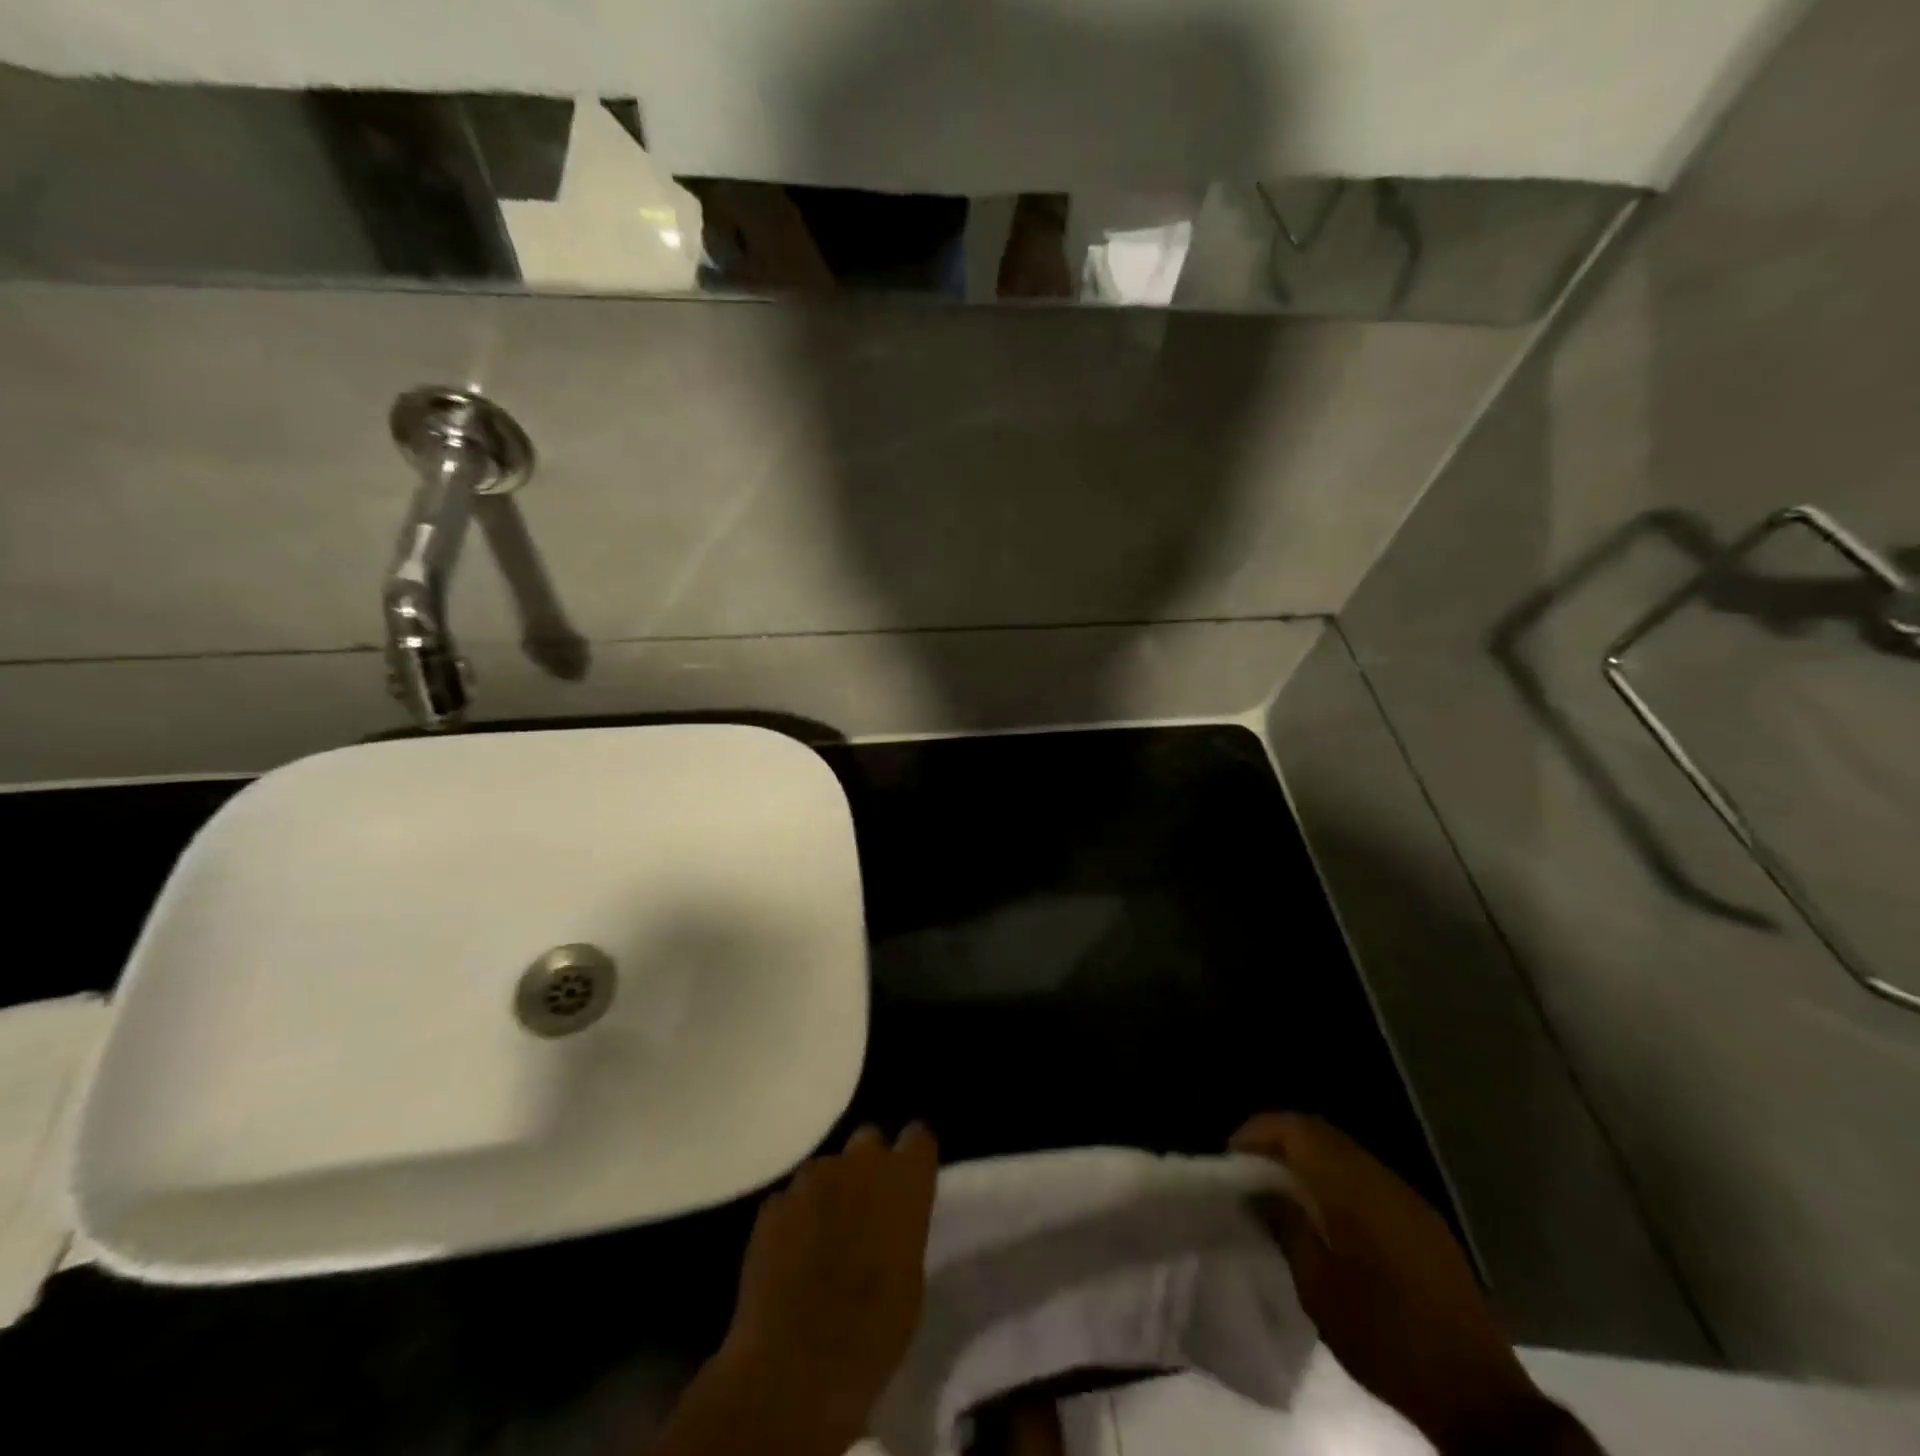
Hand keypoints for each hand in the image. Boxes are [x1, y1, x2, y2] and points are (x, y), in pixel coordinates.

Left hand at [715, 1123, 939, 1449]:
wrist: (796, 1367)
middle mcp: (860, 1162)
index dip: (912, 1156)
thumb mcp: (910, 1278)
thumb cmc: (872, 1333)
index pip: (918, 1137)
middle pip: (868, 1141)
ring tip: (822, 1239)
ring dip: (828, 1193)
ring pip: (825, 1170)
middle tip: (864, 1209)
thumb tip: (890, 1220)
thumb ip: (903, 1227)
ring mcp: (812, 1177)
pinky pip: (791, 1200)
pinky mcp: (773, 1202)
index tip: (909, 1179)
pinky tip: (790, 1257)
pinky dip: (794, 1219)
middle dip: (867, 1166)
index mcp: (904, 1180)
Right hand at [1232, 1114, 1568, 1453]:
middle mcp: (1381, 1178)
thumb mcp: (1317, 1286)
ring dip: (1309, 1161)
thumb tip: (1259, 1190)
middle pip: (1322, 1134)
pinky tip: (1325, 1216)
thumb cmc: (1385, 1337)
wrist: (1478, 1395)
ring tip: (1280, 1191)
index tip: (1232, 1156)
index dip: (1259, 1131)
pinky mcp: (1423, 1222)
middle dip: (1280, 1141)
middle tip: (1249, 1169)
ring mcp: (1407, 1198)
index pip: (1297, 1129)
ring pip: (1346, 1154)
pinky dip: (1336, 1180)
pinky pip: (1368, 1179)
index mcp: (1352, 1187)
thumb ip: (1286, 1225)